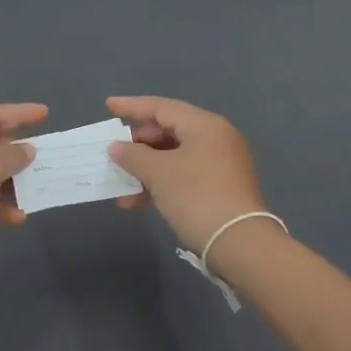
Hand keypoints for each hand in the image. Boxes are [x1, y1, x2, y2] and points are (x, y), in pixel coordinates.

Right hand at [106, 96, 268, 252]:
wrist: (242, 245)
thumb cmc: (197, 197)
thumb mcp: (159, 173)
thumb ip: (133, 155)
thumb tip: (116, 147)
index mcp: (205, 125)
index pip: (162, 107)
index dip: (132, 106)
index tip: (108, 106)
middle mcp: (216, 138)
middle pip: (169, 131)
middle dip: (138, 144)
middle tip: (115, 154)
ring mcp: (222, 165)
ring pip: (175, 157)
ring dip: (147, 169)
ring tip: (121, 186)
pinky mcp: (222, 189)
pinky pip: (185, 176)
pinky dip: (162, 184)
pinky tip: (140, 202)